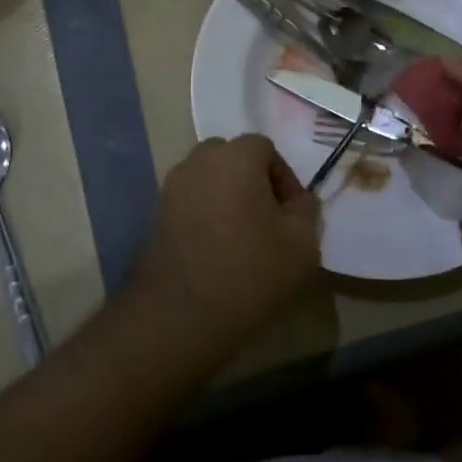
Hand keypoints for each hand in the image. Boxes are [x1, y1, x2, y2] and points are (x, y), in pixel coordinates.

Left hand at [130, 135, 321, 349]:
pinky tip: (215, 248)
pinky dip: (204, 213)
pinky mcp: (156, 213)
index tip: (292, 213)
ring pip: (208, 178)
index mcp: (236, 156)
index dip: (284, 177)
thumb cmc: (248, 272)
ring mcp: (172, 186)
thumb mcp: (301, 245)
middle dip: (252, 180)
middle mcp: (199, 160)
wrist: (179, 314)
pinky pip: (189, 200)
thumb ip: (306, 211)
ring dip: (227, 196)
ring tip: (241, 235)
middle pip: (232, 157)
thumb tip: (298, 200)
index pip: (265, 148)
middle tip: (267, 218)